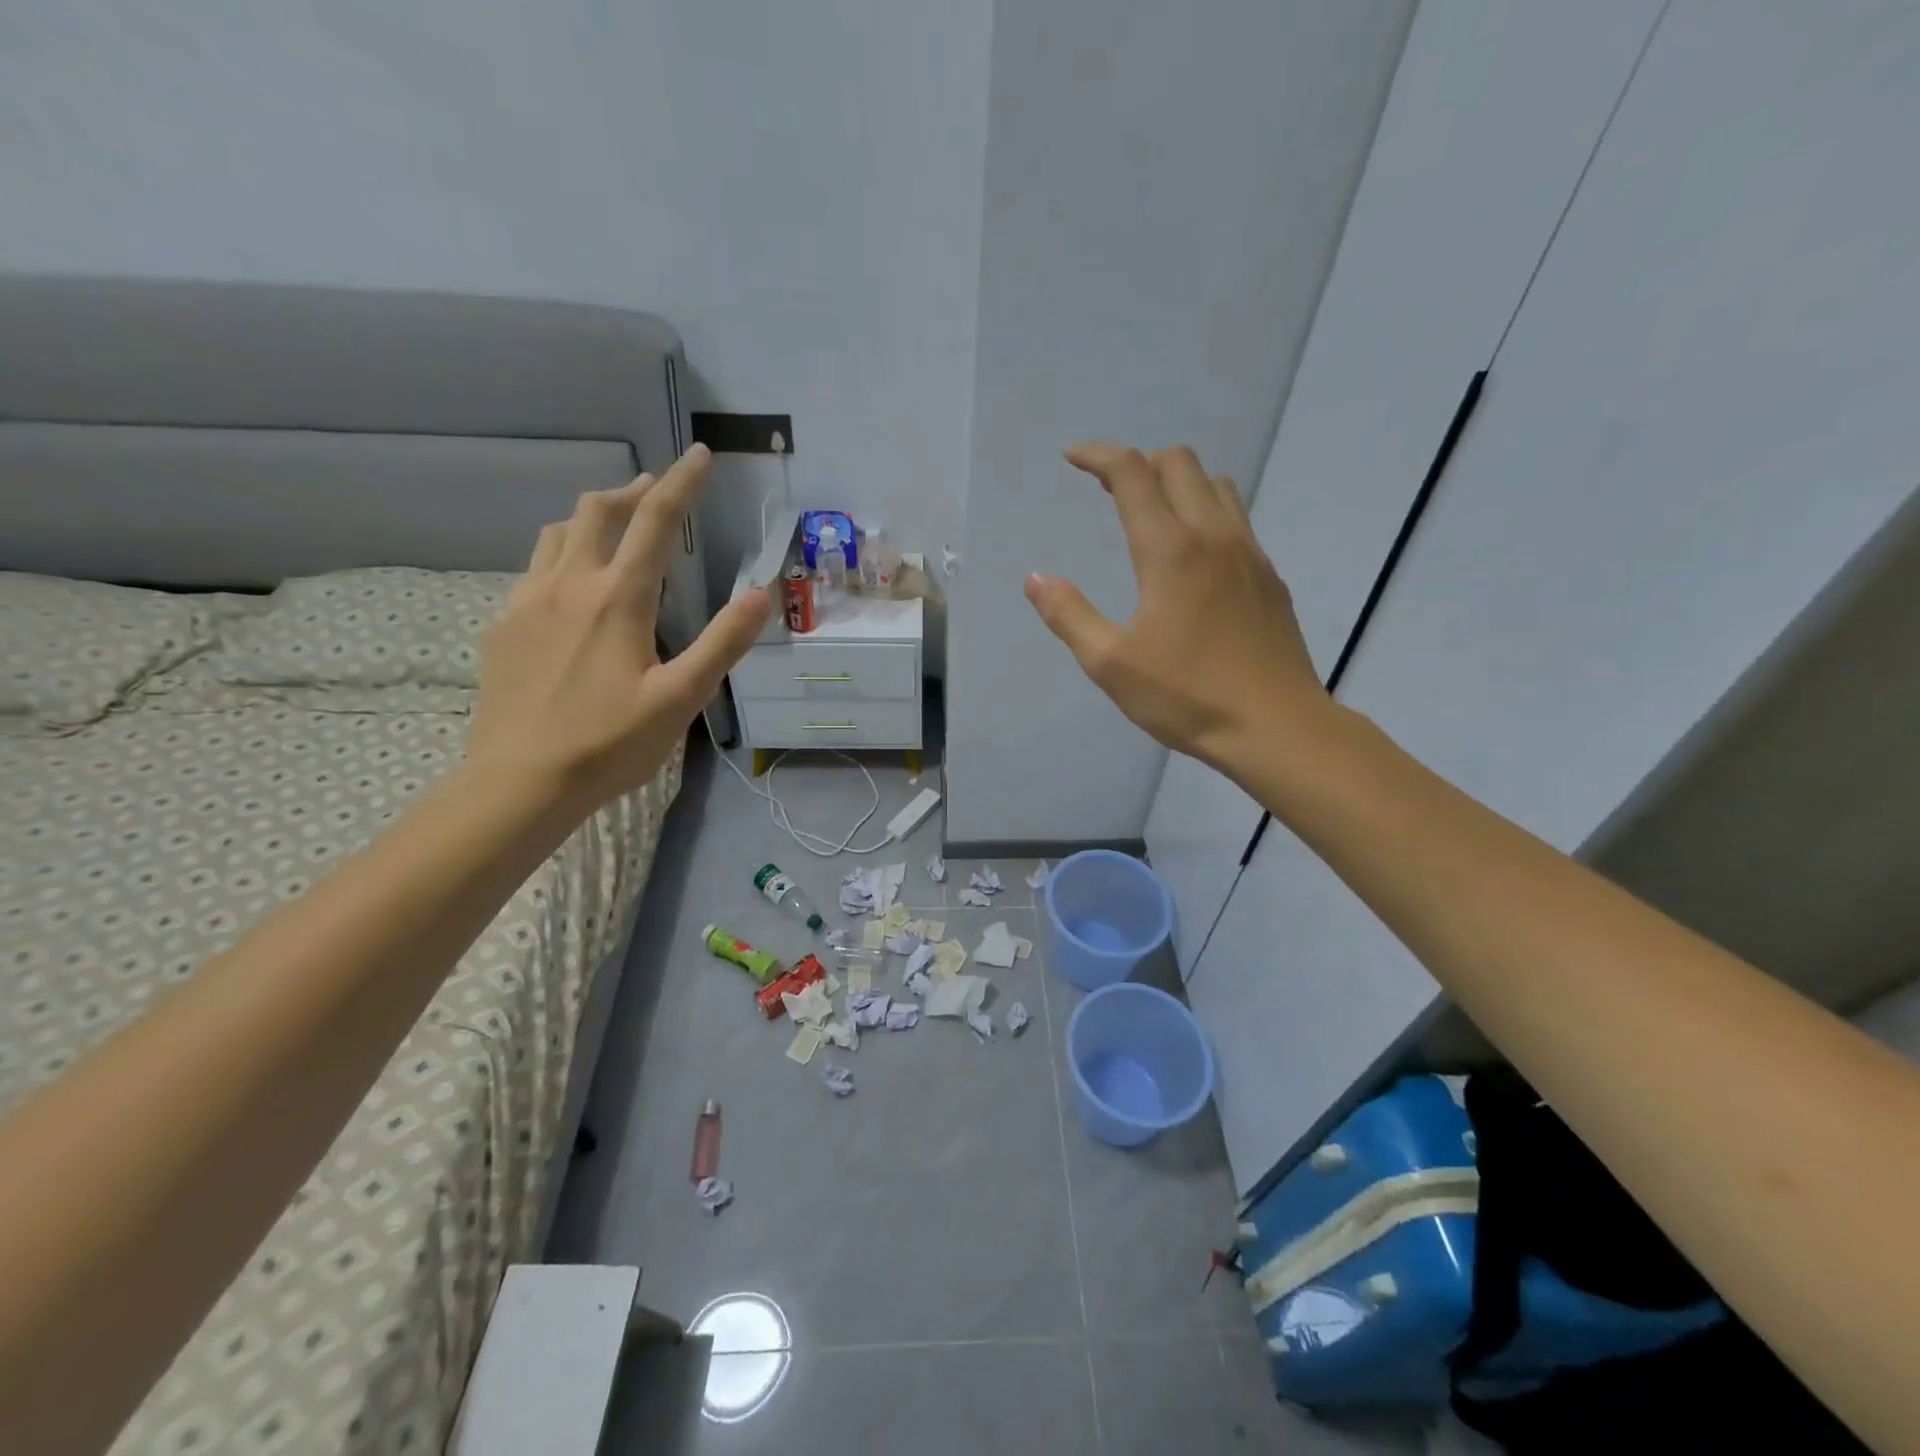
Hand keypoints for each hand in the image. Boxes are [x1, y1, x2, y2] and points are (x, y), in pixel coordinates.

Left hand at [467, 443, 769, 807]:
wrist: (520, 781)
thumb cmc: (610, 743)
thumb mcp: (681, 698)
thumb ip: (723, 642)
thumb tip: (761, 592)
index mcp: (618, 599)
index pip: (655, 522)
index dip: (682, 483)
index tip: (700, 454)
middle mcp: (569, 585)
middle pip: (596, 512)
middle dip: (631, 491)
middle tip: (656, 490)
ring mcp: (527, 602)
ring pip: (557, 534)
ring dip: (592, 518)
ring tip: (615, 527)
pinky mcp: (503, 626)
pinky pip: (534, 570)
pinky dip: (563, 556)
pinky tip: (572, 586)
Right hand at [1025, 443, 1324, 772]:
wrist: (1275, 727)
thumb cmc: (1187, 697)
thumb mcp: (1110, 664)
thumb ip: (1069, 616)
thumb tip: (1037, 579)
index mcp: (1170, 551)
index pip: (1132, 474)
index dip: (1098, 456)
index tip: (1072, 458)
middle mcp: (1214, 537)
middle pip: (1180, 464)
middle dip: (1139, 463)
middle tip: (1108, 490)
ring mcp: (1249, 554)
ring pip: (1216, 486)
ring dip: (1178, 483)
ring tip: (1151, 513)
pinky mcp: (1269, 578)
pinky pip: (1237, 520)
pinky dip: (1206, 512)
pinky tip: (1193, 556)